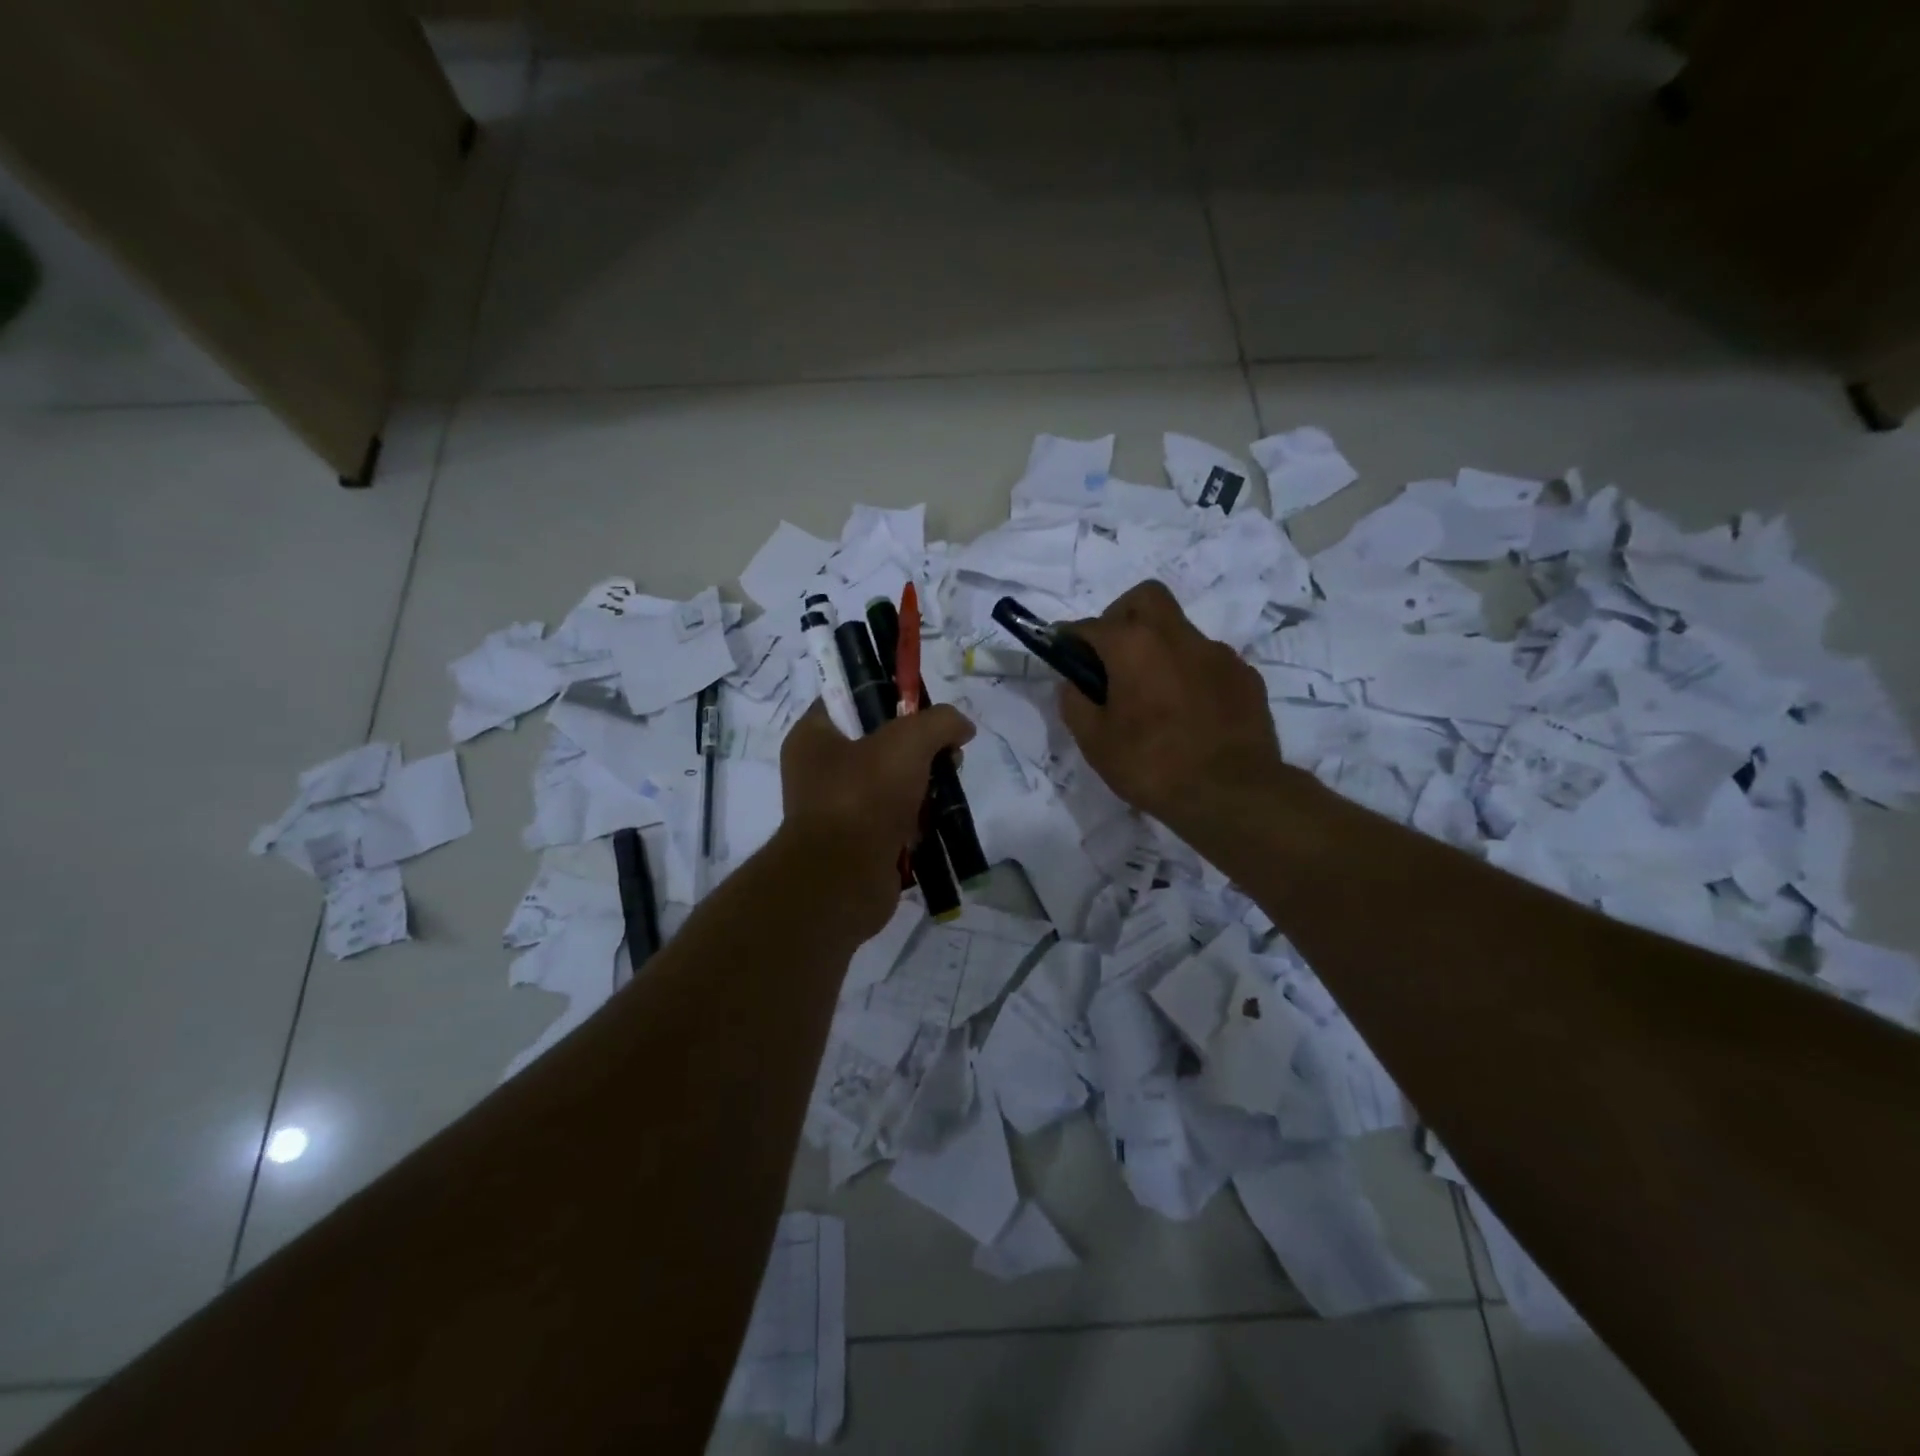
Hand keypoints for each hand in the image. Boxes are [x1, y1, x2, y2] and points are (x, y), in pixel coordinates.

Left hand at [779, 700, 975, 936]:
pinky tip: (936, 818)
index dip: (889, 696)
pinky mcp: (860, 842)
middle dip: (919, 746)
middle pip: (879, 741)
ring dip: (924, 783)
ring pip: (892, 781)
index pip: (850, 699)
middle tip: (948, 752)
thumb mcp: (908, 741)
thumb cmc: (863, 796)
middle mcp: (820, 770)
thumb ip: (940, 722)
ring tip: (948, 785)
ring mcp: (839, 809)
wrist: (843, 880)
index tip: (925, 707)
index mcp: (814, 737)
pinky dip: (918, 818)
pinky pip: (895, 818)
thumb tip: (963, 728)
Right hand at [1057, 580, 1284, 829]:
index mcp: (1134, 646)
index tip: (1062, 652)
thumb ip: (1075, 703)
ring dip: (1159, 649)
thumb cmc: (1152, 766)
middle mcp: (1177, 636)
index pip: (1090, 626)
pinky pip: (1208, 662)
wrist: (1232, 794)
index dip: (1070, 638)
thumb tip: (1073, 683)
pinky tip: (1189, 712)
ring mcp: (1218, 654)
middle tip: (1113, 657)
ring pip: (1179, 631)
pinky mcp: (1245, 676)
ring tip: (1154, 695)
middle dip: (1121, 616)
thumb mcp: (1095, 742)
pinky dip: (1191, 674)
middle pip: (1144, 598)